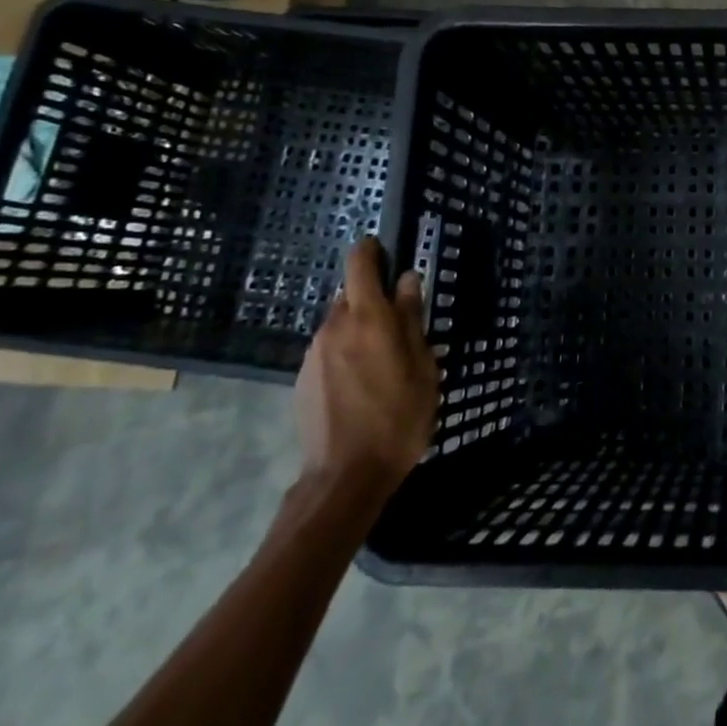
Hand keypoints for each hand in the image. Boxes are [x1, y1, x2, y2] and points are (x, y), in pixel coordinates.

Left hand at [295, 237, 437, 500]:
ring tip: (385, 358)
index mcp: (368, 318)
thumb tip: (407, 280)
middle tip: (401, 321)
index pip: (360, 264)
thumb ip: (412, 319)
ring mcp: (314, 353)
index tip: (385, 249)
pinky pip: (330, 349)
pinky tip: (364, 382)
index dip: (371, 250)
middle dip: (373, 297)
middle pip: (349, 294)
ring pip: (340, 322)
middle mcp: (335, 327)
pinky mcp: (303, 378)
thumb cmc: (398, 417)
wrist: (345, 476)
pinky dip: (348, 352)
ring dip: (361, 327)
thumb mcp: (422, 366)